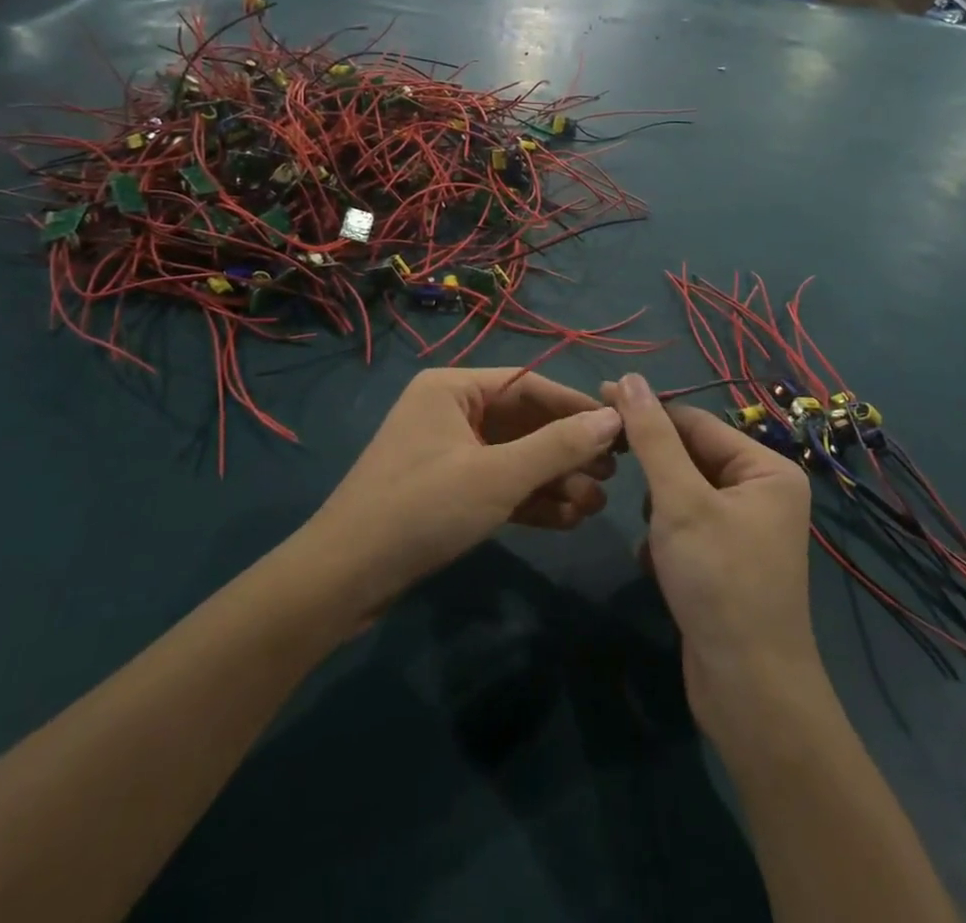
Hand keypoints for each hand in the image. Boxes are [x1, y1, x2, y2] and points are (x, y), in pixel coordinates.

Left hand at [304, 369, 620, 621]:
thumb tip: (613, 419)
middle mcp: (451, 412)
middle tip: (612, 476)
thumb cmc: (422, 510)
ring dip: (554, 480)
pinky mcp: (447, 491)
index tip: (621, 430)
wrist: (344, 580)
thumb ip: (558, 446)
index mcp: (453, 389)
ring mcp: (448, 453)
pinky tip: (567, 520)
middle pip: (524, 423)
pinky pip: (498, 485)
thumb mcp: (497, 476)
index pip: (529, 385)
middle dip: (568, 452)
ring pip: (514, 458)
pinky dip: (529, 500)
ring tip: (595, 506)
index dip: (577, 407)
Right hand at [605, 374, 817, 726]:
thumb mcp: (679, 500)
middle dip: (654, 471)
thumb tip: (630, 378)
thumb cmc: (719, 580)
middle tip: (608, 464)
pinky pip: (685, 527)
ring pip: (682, 494)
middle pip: (690, 457)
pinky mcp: (726, 562)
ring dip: (657, 508)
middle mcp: (762, 493)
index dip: (646, 411)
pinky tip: (658, 564)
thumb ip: (652, 437)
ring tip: (652, 536)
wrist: (748, 692)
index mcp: (766, 469)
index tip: (597, 399)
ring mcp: (745, 530)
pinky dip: (665, 539)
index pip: (695, 422)